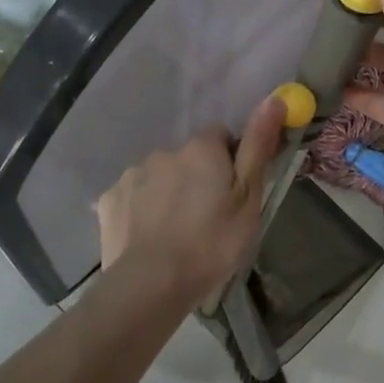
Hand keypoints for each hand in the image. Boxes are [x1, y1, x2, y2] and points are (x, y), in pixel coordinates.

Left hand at [96, 95, 285, 301]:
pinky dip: (141, 210)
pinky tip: (149, 237)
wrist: (151, 284)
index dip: (229, 160)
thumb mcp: (248, 198)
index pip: (220, 136)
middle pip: (188, 157)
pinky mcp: (110, 200)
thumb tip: (273, 98)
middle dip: (197, 177)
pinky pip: (133, 197)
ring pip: (159, 176)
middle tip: (208, 217)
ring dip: (168, 192)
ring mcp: (132, 175)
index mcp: (201, 149)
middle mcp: (164, 152)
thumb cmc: (211, 242)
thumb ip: (258, 146)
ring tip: (177, 232)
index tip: (233, 191)